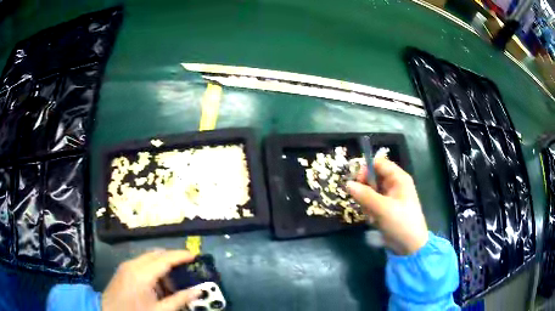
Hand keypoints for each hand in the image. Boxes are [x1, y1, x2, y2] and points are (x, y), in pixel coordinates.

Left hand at [102, 250, 201, 310]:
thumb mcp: (159, 310)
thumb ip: (179, 299)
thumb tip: (197, 291)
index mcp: (142, 274)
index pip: (165, 259)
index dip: (181, 255)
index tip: (194, 255)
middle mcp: (133, 264)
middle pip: (156, 254)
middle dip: (172, 258)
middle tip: (187, 267)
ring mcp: (126, 265)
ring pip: (149, 257)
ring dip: (162, 263)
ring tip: (174, 278)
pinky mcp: (123, 269)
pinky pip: (141, 263)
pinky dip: (153, 267)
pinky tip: (158, 282)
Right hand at [346, 157, 427, 255]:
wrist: (410, 246)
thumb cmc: (401, 222)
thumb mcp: (382, 208)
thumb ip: (364, 195)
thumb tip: (347, 184)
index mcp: (398, 178)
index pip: (379, 163)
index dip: (366, 170)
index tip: (357, 183)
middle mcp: (394, 184)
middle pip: (373, 177)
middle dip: (365, 190)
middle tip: (363, 202)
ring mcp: (390, 197)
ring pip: (370, 191)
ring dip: (367, 202)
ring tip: (371, 215)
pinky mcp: (386, 208)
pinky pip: (372, 203)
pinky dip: (370, 210)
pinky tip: (374, 220)